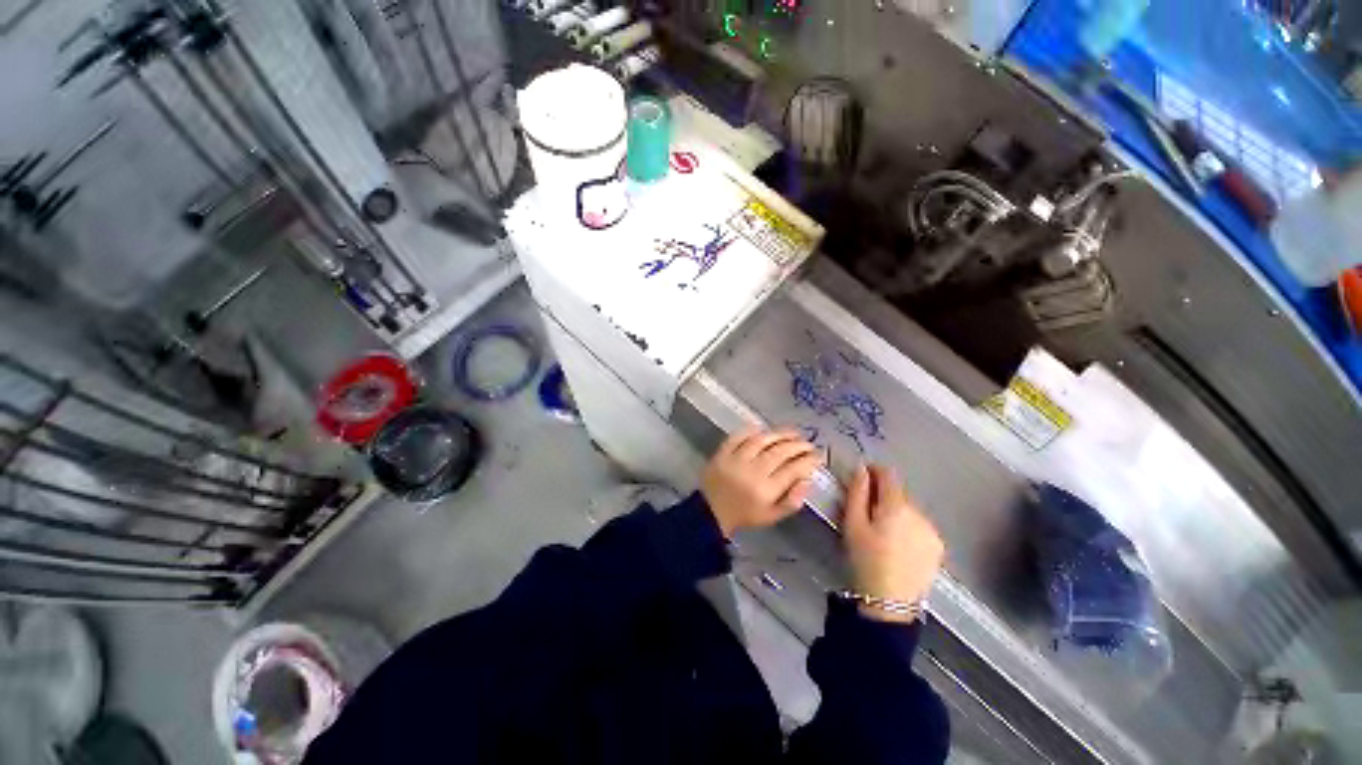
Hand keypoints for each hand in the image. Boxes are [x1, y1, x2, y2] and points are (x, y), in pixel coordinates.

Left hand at [701, 427, 823, 537]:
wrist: (711, 512)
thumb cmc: (746, 514)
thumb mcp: (772, 516)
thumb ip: (792, 500)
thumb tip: (807, 479)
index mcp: (766, 491)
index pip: (793, 470)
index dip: (809, 460)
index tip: (819, 455)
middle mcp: (752, 472)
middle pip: (779, 452)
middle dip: (798, 445)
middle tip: (809, 442)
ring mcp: (735, 460)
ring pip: (761, 441)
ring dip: (779, 434)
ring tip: (793, 432)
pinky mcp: (722, 453)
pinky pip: (738, 436)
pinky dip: (751, 430)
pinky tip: (763, 428)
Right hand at [842, 465, 944, 622]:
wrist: (890, 603)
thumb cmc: (865, 559)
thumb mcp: (852, 523)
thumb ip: (857, 492)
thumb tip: (862, 468)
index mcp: (897, 506)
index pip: (888, 475)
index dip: (874, 471)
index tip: (862, 477)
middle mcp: (919, 513)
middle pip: (899, 493)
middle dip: (882, 496)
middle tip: (866, 512)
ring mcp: (932, 531)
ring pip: (909, 510)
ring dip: (896, 512)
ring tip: (882, 532)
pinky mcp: (938, 547)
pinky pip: (919, 526)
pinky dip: (908, 527)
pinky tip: (897, 545)